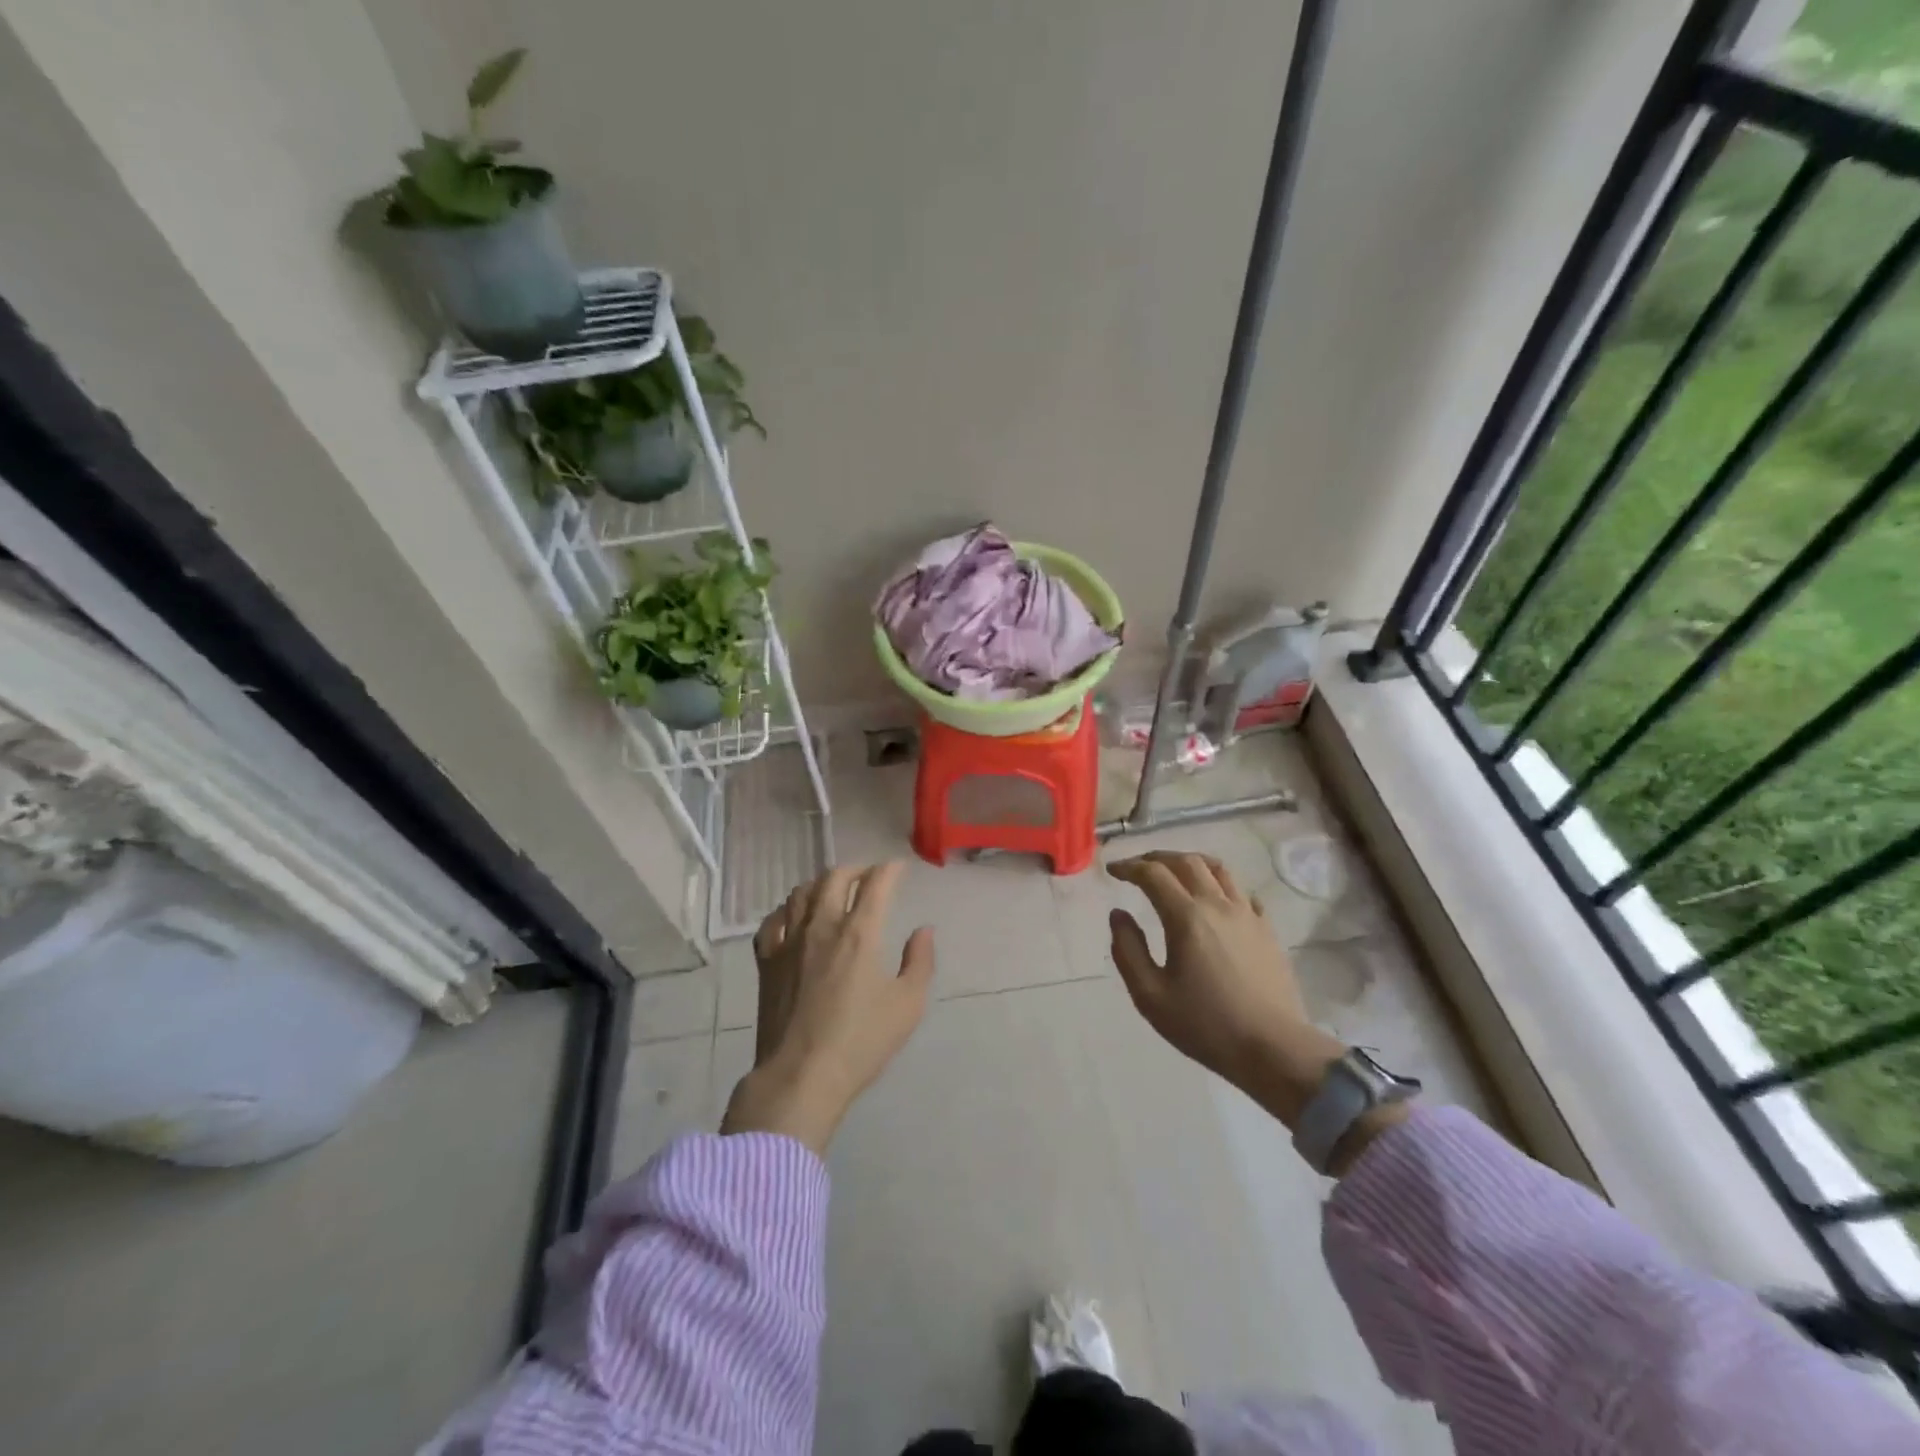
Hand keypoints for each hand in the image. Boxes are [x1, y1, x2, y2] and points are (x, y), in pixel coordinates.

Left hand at [720, 862, 934, 1154]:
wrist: (800, 1076)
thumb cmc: (861, 1042)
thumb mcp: (908, 1005)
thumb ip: (920, 961)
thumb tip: (923, 930)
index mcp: (859, 933)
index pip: (875, 884)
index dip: (889, 870)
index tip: (898, 868)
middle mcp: (822, 926)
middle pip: (834, 878)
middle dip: (855, 870)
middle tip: (868, 876)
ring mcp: (789, 942)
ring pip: (801, 893)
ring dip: (821, 884)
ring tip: (832, 891)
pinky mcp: (766, 961)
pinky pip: (772, 921)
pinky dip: (786, 911)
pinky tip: (793, 918)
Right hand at [1106, 851, 1343, 1126]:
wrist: (1273, 1049)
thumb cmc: (1205, 1025)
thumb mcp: (1150, 995)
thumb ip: (1128, 950)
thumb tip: (1118, 914)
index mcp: (1186, 917)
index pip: (1153, 874)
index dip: (1129, 867)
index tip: (1112, 871)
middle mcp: (1218, 905)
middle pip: (1186, 861)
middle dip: (1157, 857)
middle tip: (1137, 867)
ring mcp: (1247, 914)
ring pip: (1218, 869)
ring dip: (1190, 862)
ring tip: (1175, 872)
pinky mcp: (1267, 930)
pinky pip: (1242, 892)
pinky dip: (1221, 885)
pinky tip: (1215, 900)